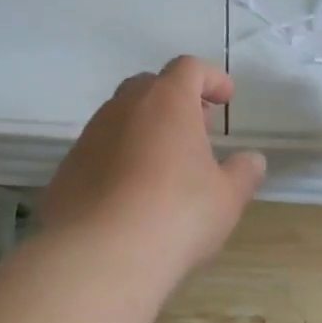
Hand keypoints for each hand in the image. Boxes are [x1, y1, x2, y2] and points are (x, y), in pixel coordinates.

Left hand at [39, 56, 267, 279]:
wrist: (99, 254)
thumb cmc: (176, 215)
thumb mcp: (226, 198)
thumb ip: (243, 173)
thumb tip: (252, 160)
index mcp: (166, 101)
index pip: (188, 68)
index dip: (210, 78)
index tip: (225, 98)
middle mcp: (123, 107)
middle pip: (150, 86)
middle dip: (176, 100)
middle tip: (196, 129)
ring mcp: (90, 135)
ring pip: (121, 116)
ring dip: (145, 128)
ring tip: (165, 164)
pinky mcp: (68, 166)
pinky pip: (100, 148)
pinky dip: (120, 157)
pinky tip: (131, 192)